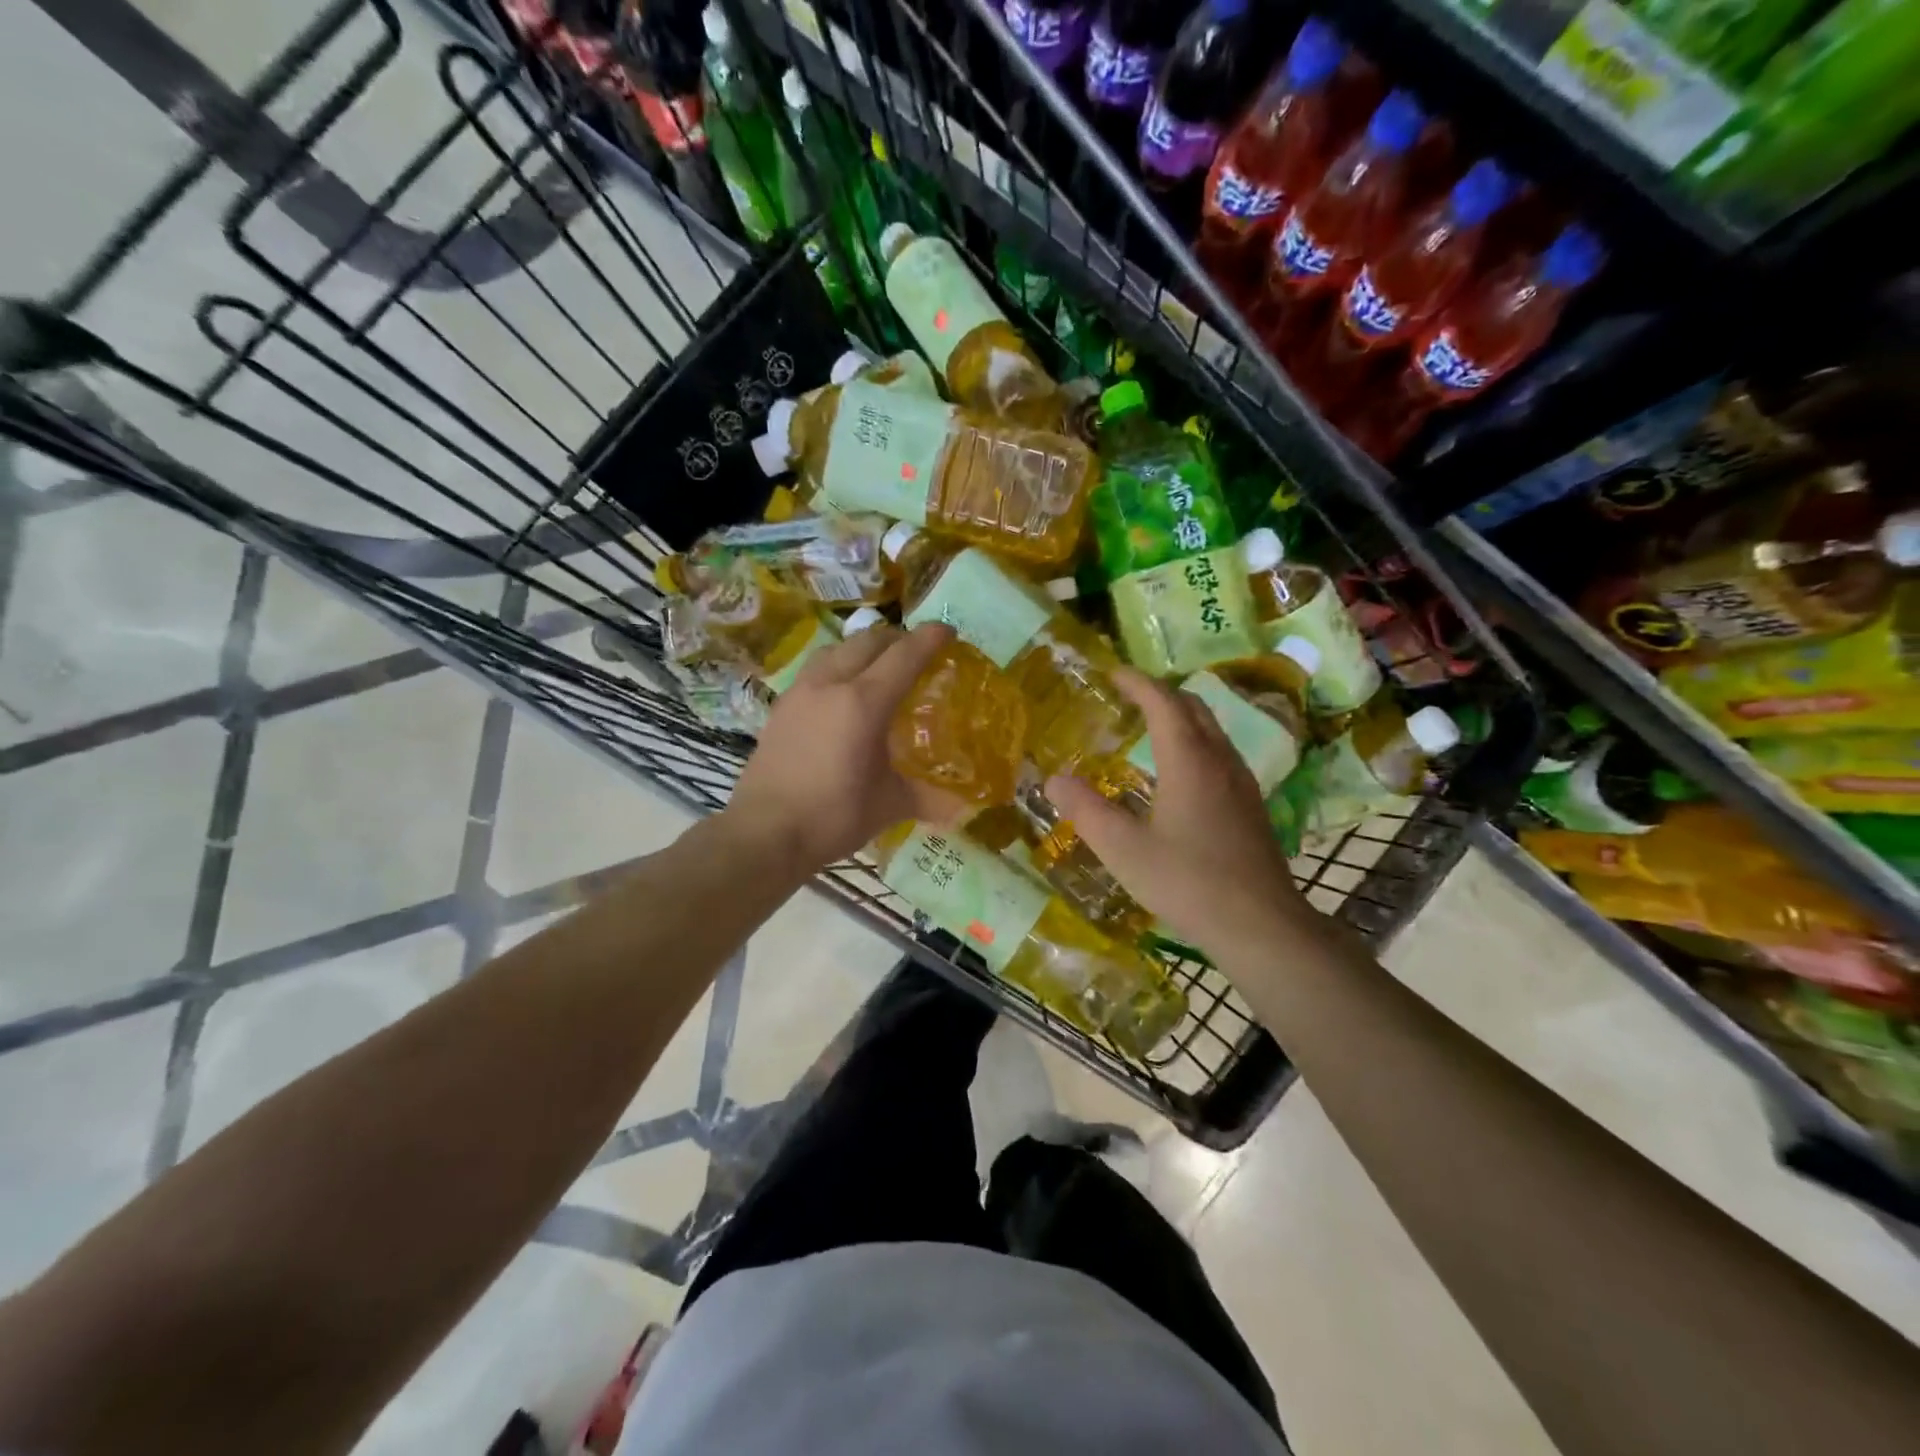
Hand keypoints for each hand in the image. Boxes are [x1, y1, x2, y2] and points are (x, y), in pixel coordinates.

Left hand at [724, 621, 965, 872]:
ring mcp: (801, 692)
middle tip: (917, 652)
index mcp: (863, 703)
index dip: (929, 639)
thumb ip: (928, 797)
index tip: (948, 631)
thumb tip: (963, 807)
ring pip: (837, 649)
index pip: (904, 656)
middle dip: (898, 639)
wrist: (764, 834)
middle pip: (868, 641)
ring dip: (863, 647)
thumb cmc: (832, 817)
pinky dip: (838, 665)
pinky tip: (842, 692)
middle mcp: (830, 685)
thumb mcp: (889, 806)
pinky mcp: (781, 706)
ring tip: (879, 665)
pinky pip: (816, 668)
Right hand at [1045, 667, 1307, 959]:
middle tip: (1128, 696)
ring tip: (1150, 728)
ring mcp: (1241, 783)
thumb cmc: (1187, 882)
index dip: (1137, 682)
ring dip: (1181, 717)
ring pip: (1212, 730)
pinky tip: (1179, 774)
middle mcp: (1220, 761)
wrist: (1260, 925)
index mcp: (1189, 760)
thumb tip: (1053, 778)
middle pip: (1193, 707)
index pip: (1163, 702)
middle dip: (1160, 693)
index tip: (1112, 673)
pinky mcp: (1251, 806)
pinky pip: (1220, 754)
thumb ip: (1086, 810)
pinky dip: (1195, 743)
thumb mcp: (1123, 850)